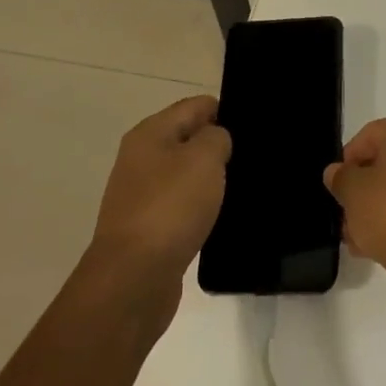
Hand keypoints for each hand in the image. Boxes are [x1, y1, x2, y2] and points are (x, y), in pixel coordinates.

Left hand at [85, 95, 230, 328]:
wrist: (133, 279)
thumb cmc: (170, 208)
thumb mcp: (204, 158)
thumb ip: (216, 137)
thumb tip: (216, 140)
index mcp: (150, 133)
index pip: (195, 106)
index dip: (224, 111)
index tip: (253, 127)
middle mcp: (141, 159)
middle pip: (187, 139)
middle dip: (217, 146)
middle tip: (252, 157)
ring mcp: (141, 195)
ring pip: (184, 174)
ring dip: (209, 180)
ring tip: (242, 187)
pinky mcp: (147, 229)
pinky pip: (180, 207)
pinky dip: (199, 209)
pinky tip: (219, 218)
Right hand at [324, 115, 385, 278]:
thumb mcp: (352, 192)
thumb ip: (341, 177)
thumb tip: (337, 172)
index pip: (370, 136)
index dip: (348, 160)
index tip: (337, 186)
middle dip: (366, 189)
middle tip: (347, 215)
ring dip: (382, 209)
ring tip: (360, 239)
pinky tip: (384, 248)